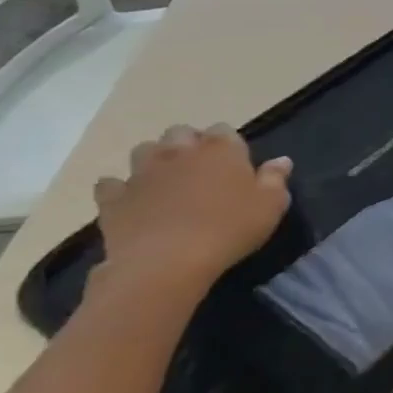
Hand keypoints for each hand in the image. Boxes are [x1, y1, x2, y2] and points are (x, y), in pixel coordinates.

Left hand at [92, 125, 291, 291]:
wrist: (167, 261)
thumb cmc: (230, 229)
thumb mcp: (271, 206)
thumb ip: (276, 179)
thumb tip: (281, 161)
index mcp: (220, 150)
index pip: (224, 130)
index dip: (229, 144)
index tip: (236, 164)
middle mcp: (179, 152)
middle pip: (180, 132)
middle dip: (189, 144)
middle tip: (201, 170)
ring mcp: (142, 173)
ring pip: (144, 150)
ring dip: (155, 159)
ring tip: (167, 181)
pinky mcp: (114, 197)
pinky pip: (111, 184)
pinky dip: (120, 189)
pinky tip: (132, 201)